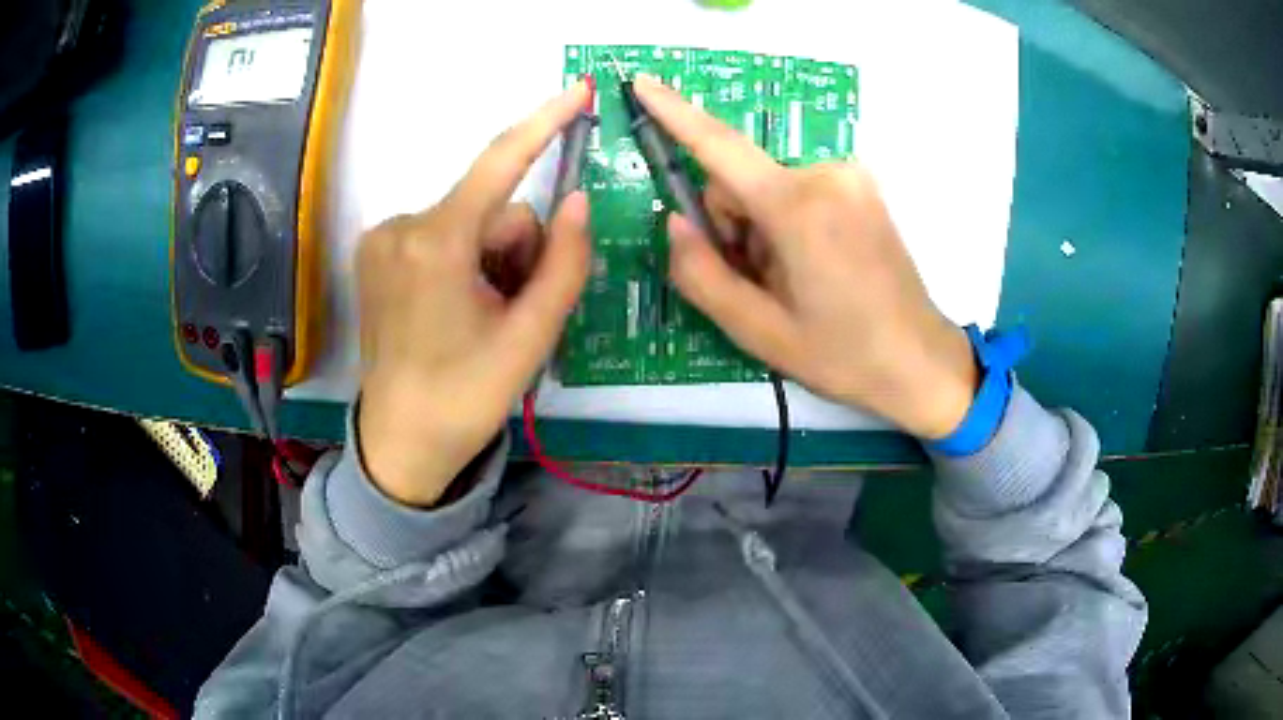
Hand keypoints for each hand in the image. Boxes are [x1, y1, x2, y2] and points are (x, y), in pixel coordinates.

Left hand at [355, 84, 591, 505]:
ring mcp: (382, 238)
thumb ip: (563, 262)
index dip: (544, 122)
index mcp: (436, 243)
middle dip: (515, 249)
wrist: (401, 443)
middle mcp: (401, 225)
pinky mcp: (375, 253)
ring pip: (467, 221)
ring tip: (482, 315)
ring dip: (489, 258)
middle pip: (491, 209)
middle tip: (513, 308)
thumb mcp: (531, 337)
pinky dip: (461, 260)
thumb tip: (577, 200)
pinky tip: (453, 307)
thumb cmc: (467, 397)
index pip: (500, 163)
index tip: (579, 89)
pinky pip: (440, 233)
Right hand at [634, 76, 976, 438]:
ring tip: (792, 280)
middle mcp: (826, 174)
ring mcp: (850, 177)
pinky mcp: (863, 186)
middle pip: (741, 179)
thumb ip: (701, 274)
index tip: (643, 82)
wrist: (920, 361)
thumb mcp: (757, 331)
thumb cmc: (841, 355)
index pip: (720, 147)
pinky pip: (800, 188)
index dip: (675, 113)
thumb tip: (676, 222)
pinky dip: (790, 219)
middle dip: (733, 224)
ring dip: (762, 226)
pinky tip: (814, 264)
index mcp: (797, 208)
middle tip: (759, 281)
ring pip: (769, 185)